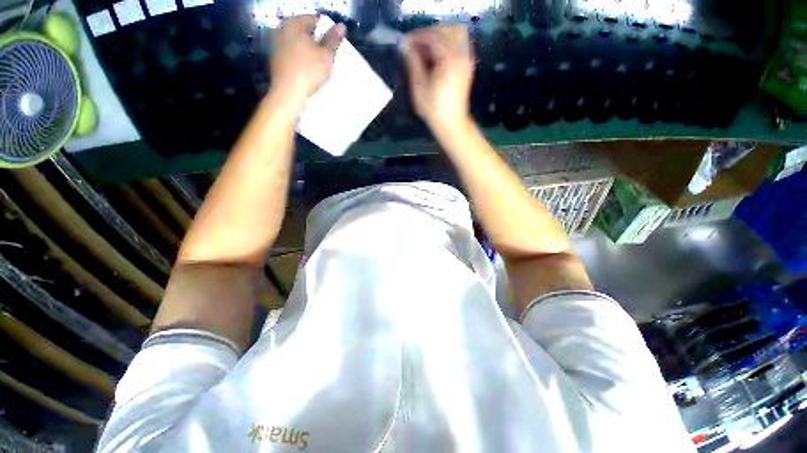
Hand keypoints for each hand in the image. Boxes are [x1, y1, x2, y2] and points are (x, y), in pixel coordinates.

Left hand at [269, 16, 345, 110]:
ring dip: (308, 50)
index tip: (333, 45)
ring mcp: (275, 43)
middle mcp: (281, 28)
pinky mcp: (274, 58)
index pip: (314, 20)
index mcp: (293, 23)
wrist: (289, 93)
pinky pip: (291, 54)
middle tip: (327, 55)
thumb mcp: (326, 55)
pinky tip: (307, 70)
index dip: (327, 31)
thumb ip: (333, 39)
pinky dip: (300, 58)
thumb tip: (341, 26)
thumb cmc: (309, 71)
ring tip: (318, 64)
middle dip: (316, 41)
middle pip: (304, 31)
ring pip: (297, 43)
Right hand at [402, 25, 474, 132]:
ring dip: (440, 36)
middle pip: (448, 29)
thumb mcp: (419, 86)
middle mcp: (461, 54)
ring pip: (456, 33)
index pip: (433, 36)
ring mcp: (467, 59)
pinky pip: (460, 43)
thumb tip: (404, 45)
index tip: (405, 43)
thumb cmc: (434, 109)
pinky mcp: (467, 65)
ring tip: (427, 50)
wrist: (452, 123)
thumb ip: (412, 62)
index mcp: (449, 59)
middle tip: (417, 46)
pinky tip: (437, 56)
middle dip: (430, 33)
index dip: (417, 37)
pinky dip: (448, 43)